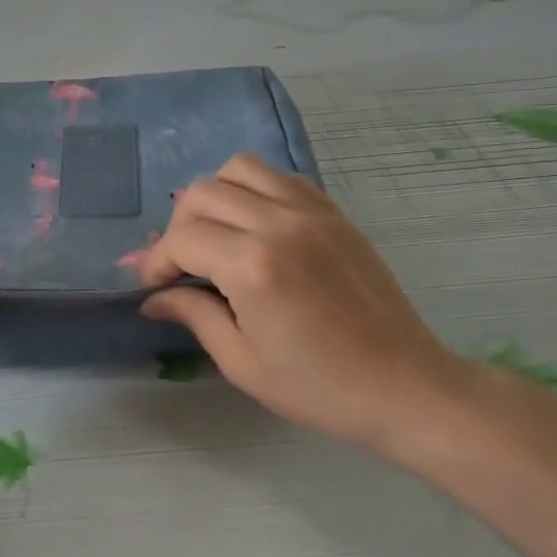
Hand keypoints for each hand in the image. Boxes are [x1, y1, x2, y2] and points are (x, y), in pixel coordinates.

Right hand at [139, 155, 476, 460]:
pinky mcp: (335, 213)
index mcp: (253, 265)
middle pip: (202, 193)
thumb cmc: (318, 386)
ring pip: (240, 169)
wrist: (404, 386)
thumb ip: (193, 315)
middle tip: (181, 265)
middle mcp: (279, 223)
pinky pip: (281, 178)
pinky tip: (257, 228)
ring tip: (217, 234)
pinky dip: (256, 191)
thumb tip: (154, 297)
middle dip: (178, 227)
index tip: (152, 286)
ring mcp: (311, 212)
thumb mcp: (242, 362)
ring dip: (215, 196)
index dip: (157, 262)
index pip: (182, 240)